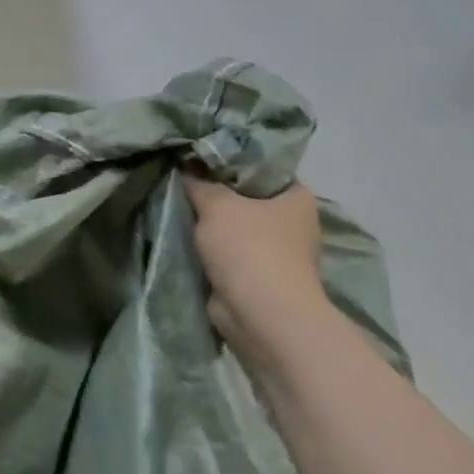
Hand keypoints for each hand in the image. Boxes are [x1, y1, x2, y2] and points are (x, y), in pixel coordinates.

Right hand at [183, 176, 332, 346]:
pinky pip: (227, 253)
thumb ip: (198, 183)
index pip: (260, 166)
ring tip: (176, 204)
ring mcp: (276, 251)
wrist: (261, 316)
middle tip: (181, 179)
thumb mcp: (216, 204)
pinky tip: (182, 235)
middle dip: (214, 192)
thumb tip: (185, 168)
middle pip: (245, 196)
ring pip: (233, 226)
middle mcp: (292, 221)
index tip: (197, 157)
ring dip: (209, 223)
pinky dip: (209, 249)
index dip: (228, 159)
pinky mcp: (257, 276)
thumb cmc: (249, 249)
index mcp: (297, 195)